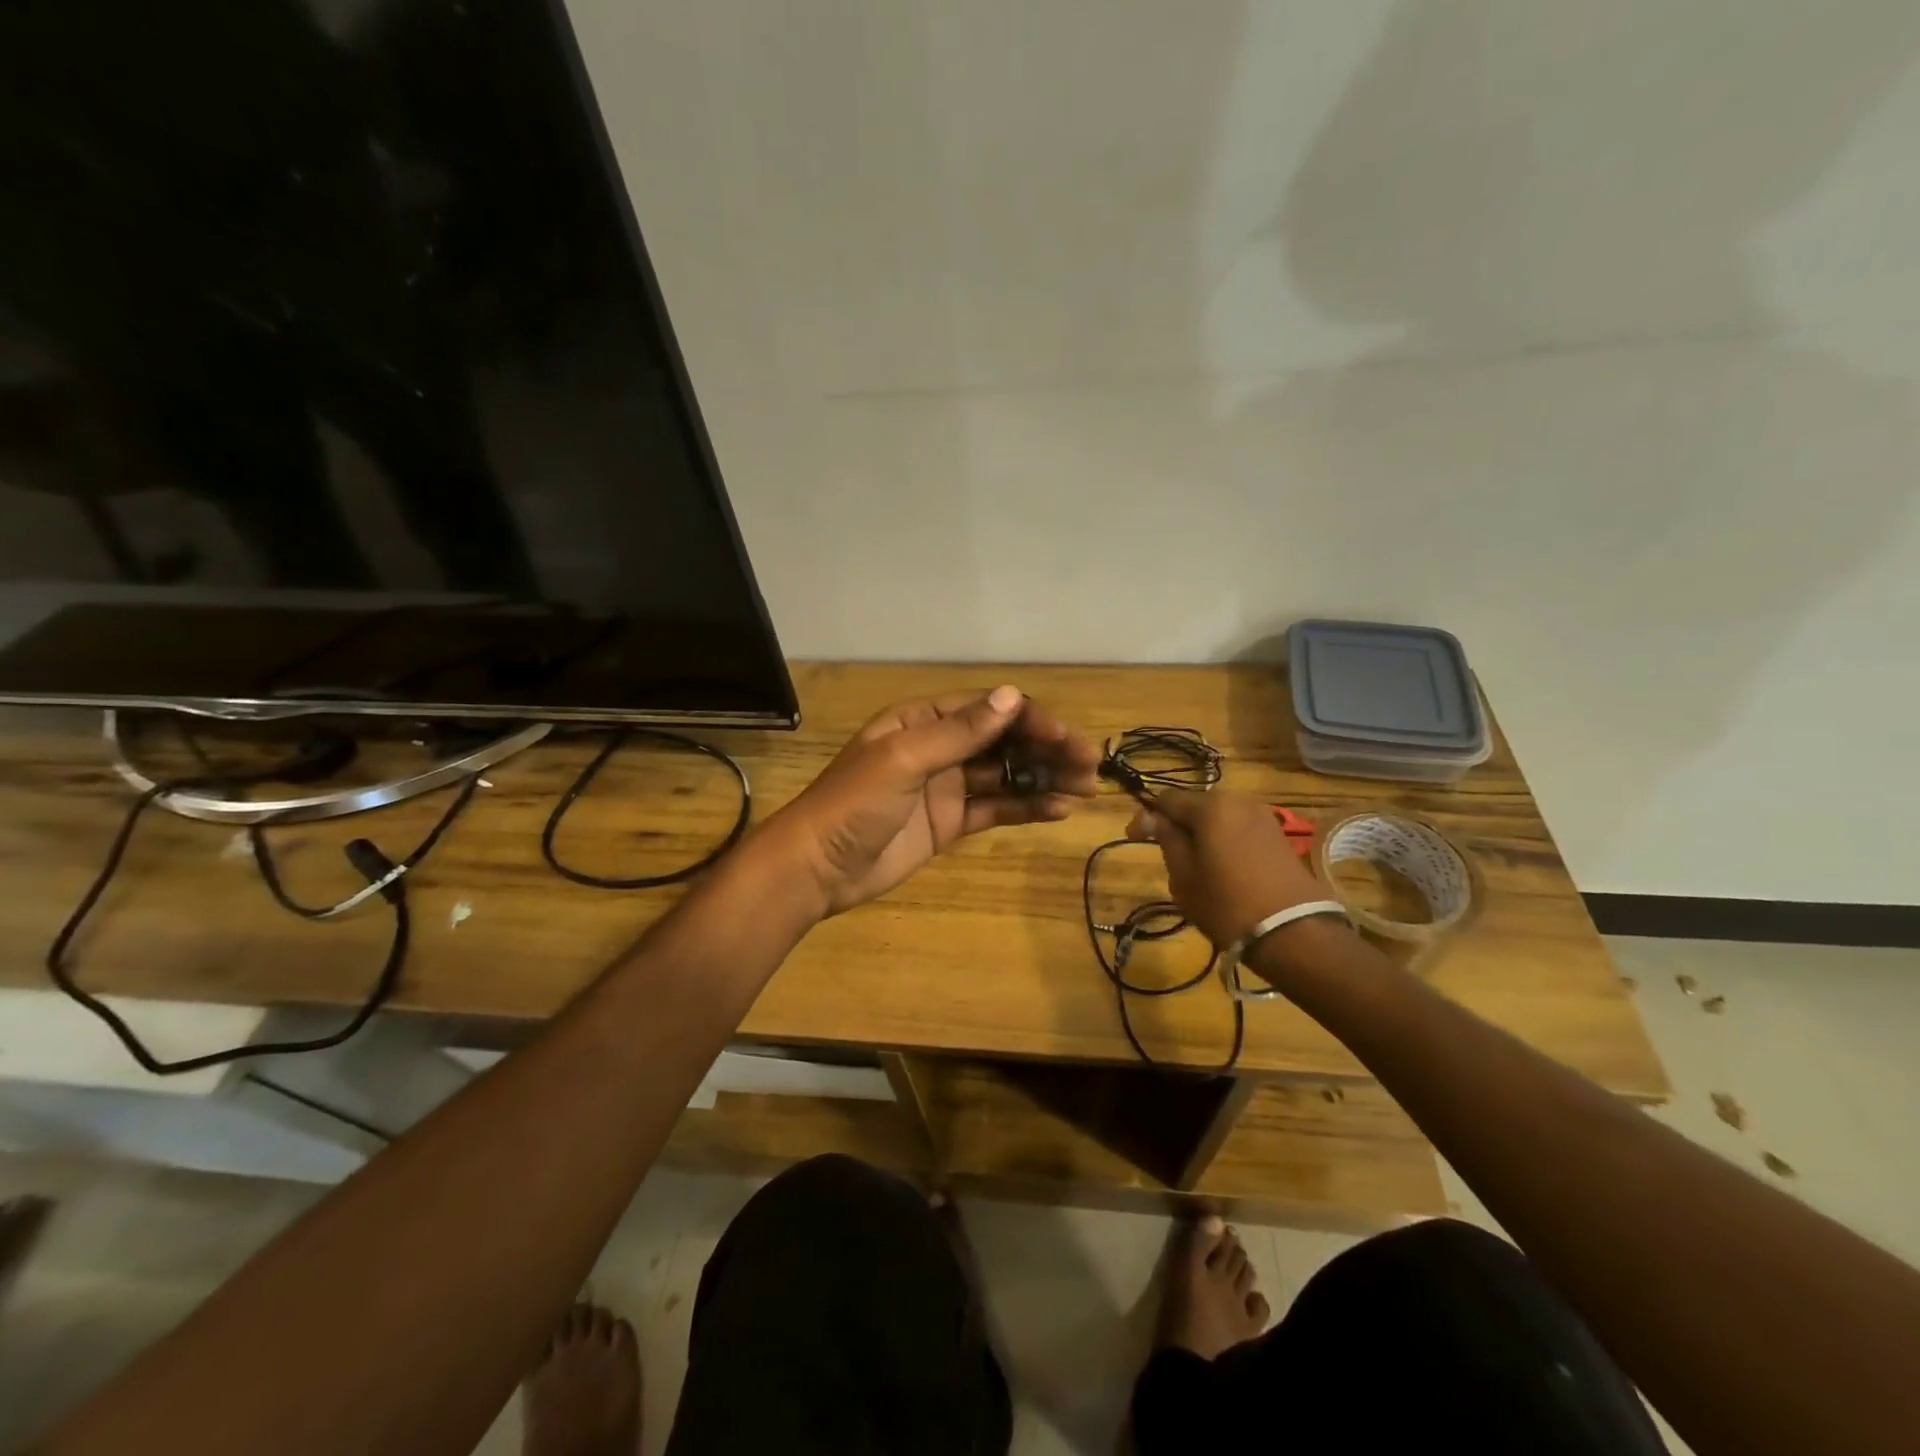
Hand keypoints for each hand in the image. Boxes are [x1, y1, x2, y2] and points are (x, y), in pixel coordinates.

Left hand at [770, 685, 1099, 916]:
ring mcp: (946, 786)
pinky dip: (1026, 807)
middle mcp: (938, 748)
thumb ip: (960, 732)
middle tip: (1089, 764)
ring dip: (1044, 777)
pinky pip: (995, 808)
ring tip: (1085, 787)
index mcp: (922, 721)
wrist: (817, 868)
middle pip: (1003, 740)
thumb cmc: (854, 803)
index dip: (1029, 719)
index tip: (1066, 737)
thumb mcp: (904, 760)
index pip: (987, 709)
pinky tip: (1058, 809)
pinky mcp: (950, 822)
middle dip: (1046, 748)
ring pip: (1005, 774)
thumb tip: (1012, 696)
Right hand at [1126, 788, 1333, 947]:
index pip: (1166, 799)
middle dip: (1177, 825)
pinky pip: (1239, 829)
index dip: (1146, 817)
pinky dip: (1224, 841)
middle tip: (1165, 855)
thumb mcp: (1184, 876)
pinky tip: (1222, 867)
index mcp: (1210, 806)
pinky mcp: (1279, 836)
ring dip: (1202, 833)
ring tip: (1194, 864)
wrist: (1294, 933)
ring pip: (1219, 818)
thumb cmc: (1227, 904)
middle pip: (1195, 805)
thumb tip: (1150, 817)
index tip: (1134, 840)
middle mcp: (1238, 801)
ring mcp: (1263, 816)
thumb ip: (1166, 839)